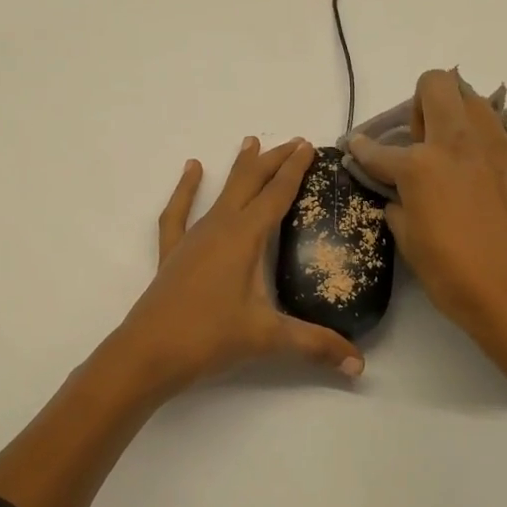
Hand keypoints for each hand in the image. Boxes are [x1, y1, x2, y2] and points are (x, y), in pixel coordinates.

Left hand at [111, 136, 366, 394]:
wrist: (148, 353)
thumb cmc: (209, 338)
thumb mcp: (267, 338)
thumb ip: (315, 346)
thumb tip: (359, 364)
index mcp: (244, 237)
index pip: (276, 194)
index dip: (294, 169)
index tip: (309, 146)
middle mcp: (219, 228)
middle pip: (250, 183)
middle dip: (273, 161)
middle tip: (294, 142)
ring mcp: (193, 238)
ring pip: (221, 192)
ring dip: (239, 168)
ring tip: (250, 141)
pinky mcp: (173, 253)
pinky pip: (179, 212)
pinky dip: (186, 190)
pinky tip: (192, 169)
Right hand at [348, 70, 506, 346]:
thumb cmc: (457, 277)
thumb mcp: (411, 244)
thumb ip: (398, 207)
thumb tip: (399, 196)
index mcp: (421, 165)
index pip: (379, 149)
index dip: (362, 150)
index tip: (358, 147)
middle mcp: (460, 142)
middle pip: (436, 85)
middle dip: (420, 103)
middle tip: (423, 141)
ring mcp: (503, 146)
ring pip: (476, 101)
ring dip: (460, 118)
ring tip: (460, 154)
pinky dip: (496, 143)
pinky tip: (494, 172)